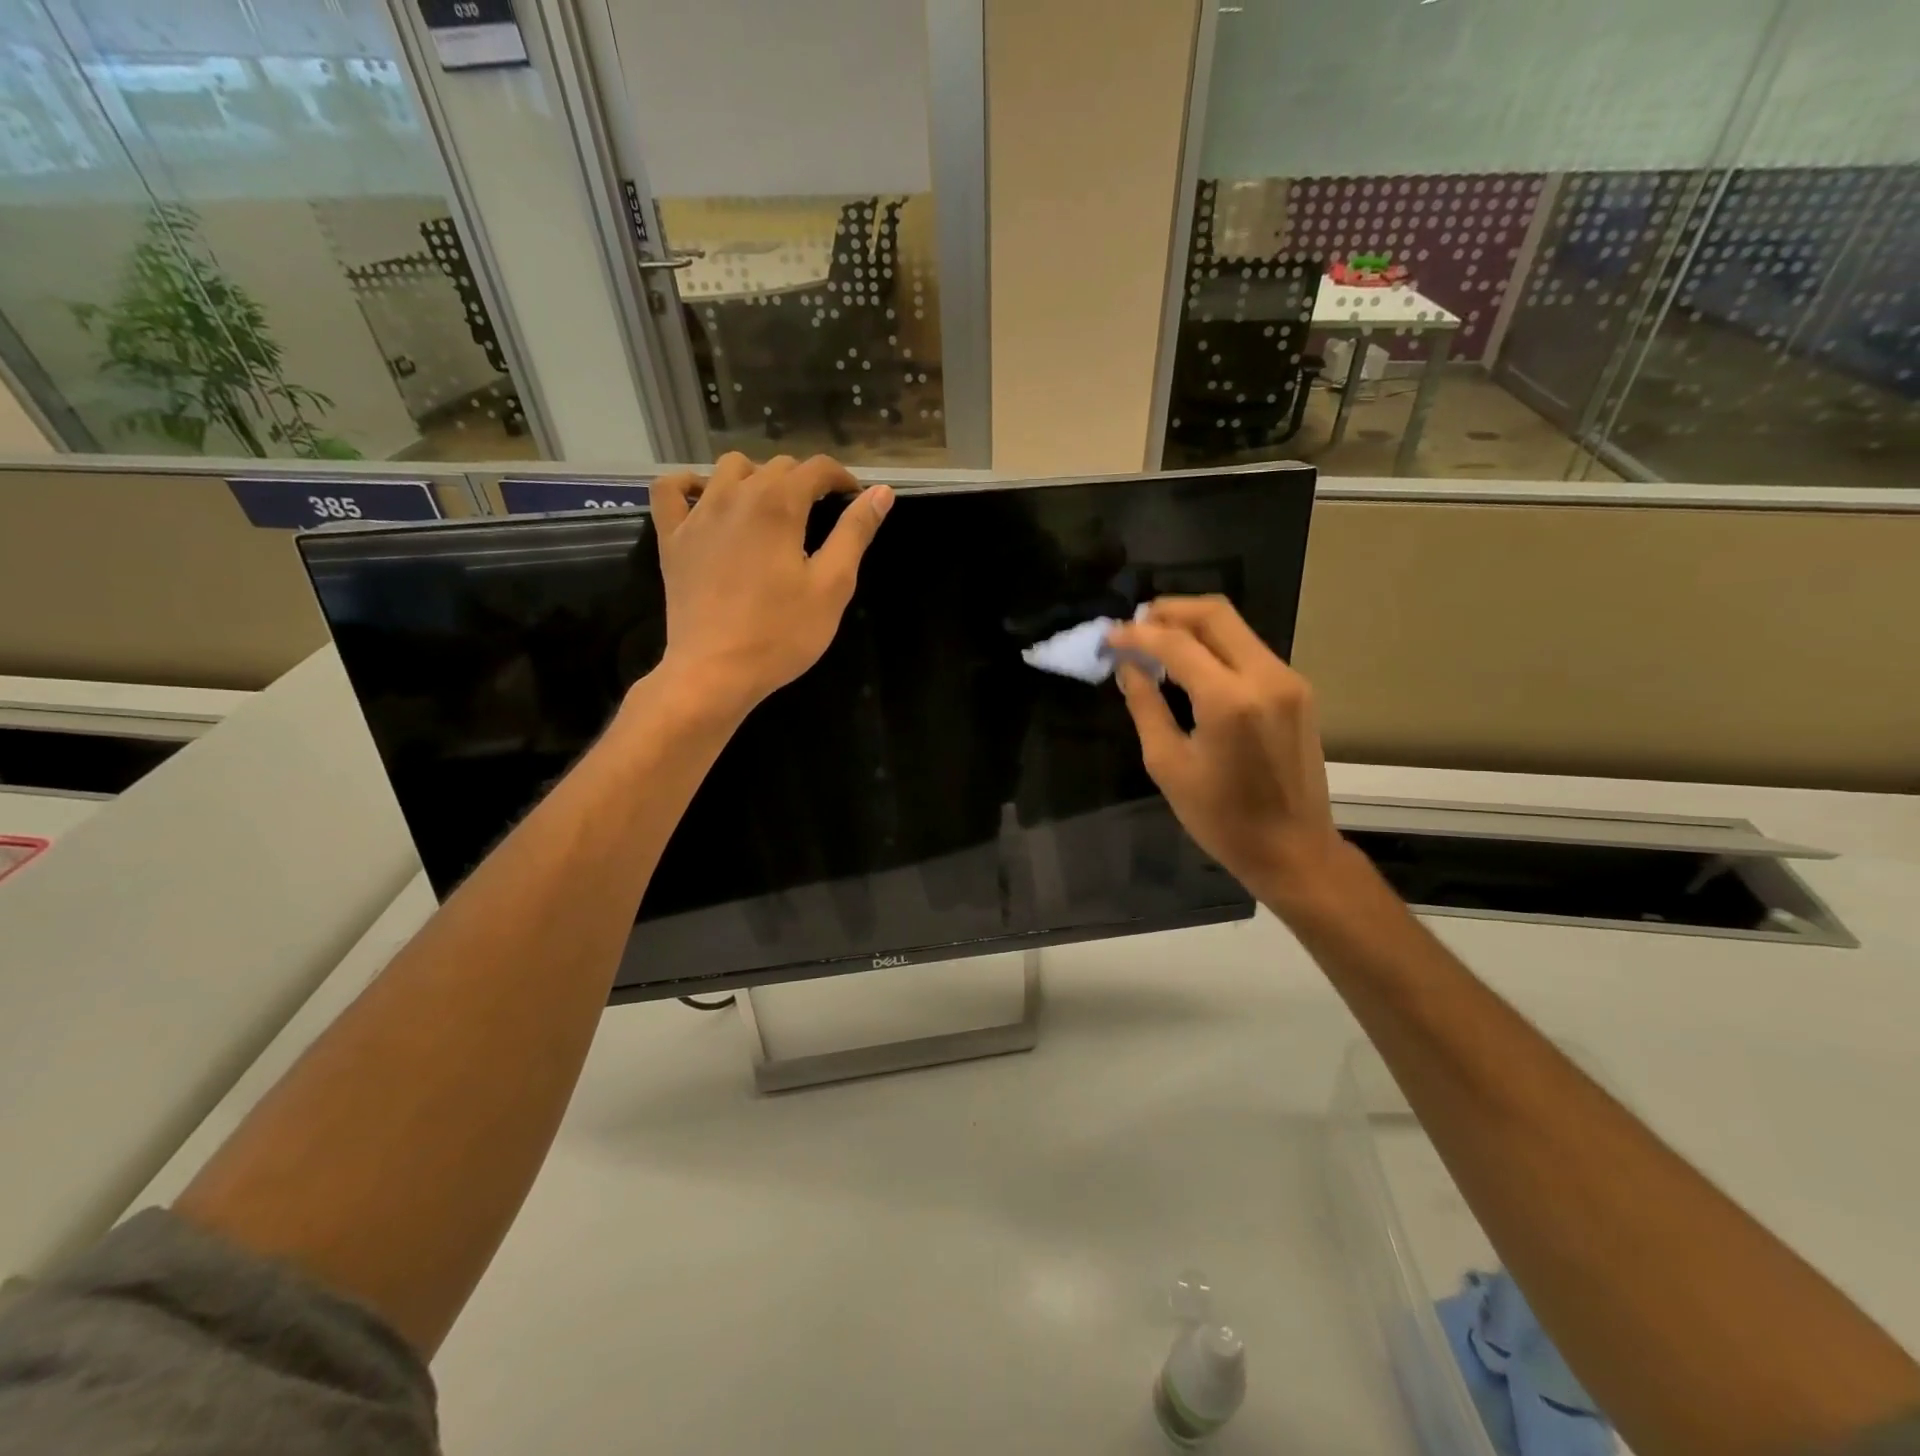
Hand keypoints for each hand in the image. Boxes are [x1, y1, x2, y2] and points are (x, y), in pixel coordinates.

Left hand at [646, 453, 892, 714]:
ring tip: (772, 511)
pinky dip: (690, 485)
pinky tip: (706, 500)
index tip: (855, 500)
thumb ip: (855, 533)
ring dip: (756, 478)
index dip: (842, 479)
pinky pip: (671, 490)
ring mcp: (698, 514)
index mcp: (779, 504)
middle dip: (805, 482)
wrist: (715, 672)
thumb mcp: (832, 586)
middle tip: (820, 516)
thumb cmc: (781, 633)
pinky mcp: (672, 538)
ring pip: (729, 469)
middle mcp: (736, 495)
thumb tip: (882, 492)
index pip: (817, 469)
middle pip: (776, 466)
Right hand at [1108, 597, 1347, 915]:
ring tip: (1155, 641)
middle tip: (1135, 624)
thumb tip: (1128, 667)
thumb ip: (1146, 706)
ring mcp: (1288, 680)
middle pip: (1215, 614)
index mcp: (1229, 701)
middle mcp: (1265, 677)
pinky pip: (1249, 650)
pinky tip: (1190, 664)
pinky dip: (1215, 646)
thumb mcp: (1168, 765)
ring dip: (1192, 626)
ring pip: (1235, 627)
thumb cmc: (1221, 819)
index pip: (1176, 643)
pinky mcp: (1297, 691)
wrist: (1293, 850)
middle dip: (1170, 611)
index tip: (1109, 635)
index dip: (1137, 634)